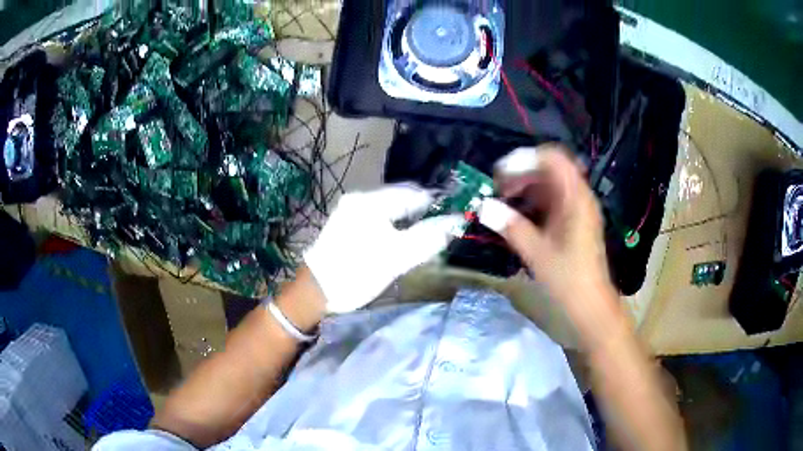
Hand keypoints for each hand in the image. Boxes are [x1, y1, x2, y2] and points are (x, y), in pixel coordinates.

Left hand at [305, 185, 462, 312]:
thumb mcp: (397, 258)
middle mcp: (359, 199)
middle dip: (422, 213)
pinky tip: (401, 241)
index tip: (453, 218)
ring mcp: (350, 211)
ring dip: (408, 221)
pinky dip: (393, 227)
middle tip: (441, 230)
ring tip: (424, 237)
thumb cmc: (356, 273)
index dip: (436, 204)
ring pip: (390, 210)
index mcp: (370, 202)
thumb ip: (428, 238)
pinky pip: (378, 219)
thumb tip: (455, 222)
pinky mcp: (346, 225)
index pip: (413, 193)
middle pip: (400, 199)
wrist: (316, 292)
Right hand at [479, 144, 613, 308]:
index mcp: (576, 198)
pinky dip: (532, 204)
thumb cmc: (569, 280)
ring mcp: (577, 211)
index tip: (501, 173)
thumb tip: (483, 206)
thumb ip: (511, 227)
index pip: (554, 158)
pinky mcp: (573, 225)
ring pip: (550, 186)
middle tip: (497, 189)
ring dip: (525, 189)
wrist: (591, 309)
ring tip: (502, 202)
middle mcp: (579, 198)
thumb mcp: (538, 253)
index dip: (526, 158)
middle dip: (522, 174)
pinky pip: (551, 203)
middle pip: (550, 170)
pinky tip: (516, 217)